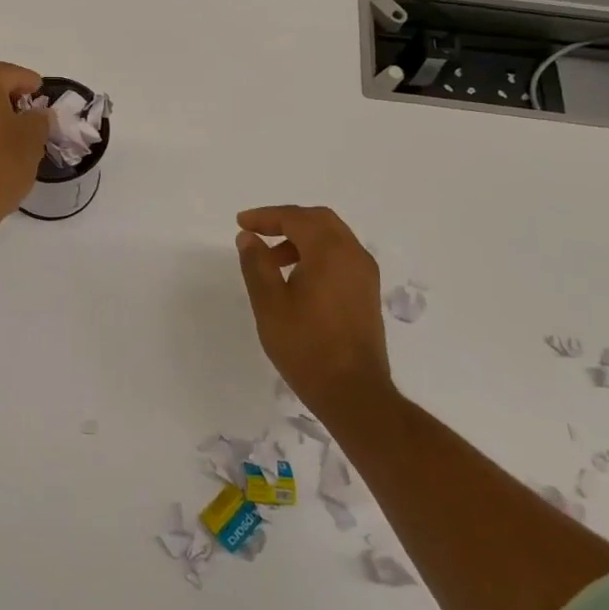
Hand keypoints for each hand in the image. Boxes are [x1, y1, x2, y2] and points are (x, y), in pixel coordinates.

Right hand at [235, 205, 391, 412]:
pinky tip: (297, 276)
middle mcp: (353, 255)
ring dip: (301, 237)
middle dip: (285, 220)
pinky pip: (341, 255)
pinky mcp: (367, 292)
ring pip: (332, 237)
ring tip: (272, 260)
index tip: (241, 224)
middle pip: (318, 220)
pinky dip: (316, 252)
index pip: (295, 218)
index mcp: (330, 252)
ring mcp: (364, 274)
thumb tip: (248, 237)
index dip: (266, 216)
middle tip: (257, 232)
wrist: (354, 393)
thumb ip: (257, 264)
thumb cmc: (306, 347)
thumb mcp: (269, 304)